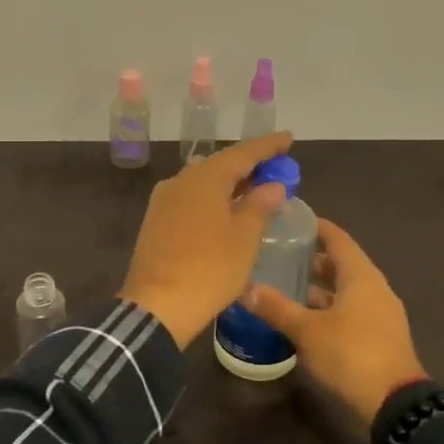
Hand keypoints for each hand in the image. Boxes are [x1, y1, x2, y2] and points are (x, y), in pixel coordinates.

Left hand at [120, 131, 294, 347]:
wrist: (157, 306)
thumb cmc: (209, 269)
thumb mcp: (244, 238)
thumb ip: (260, 206)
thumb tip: (272, 185)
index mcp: (204, 178)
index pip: (242, 153)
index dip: (268, 146)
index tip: (288, 138)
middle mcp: (180, 180)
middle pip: (220, 165)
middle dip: (249, 165)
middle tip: (275, 167)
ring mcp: (164, 201)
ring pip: (203, 182)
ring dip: (230, 183)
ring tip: (254, 189)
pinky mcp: (156, 221)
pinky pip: (191, 199)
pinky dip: (213, 199)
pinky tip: (226, 211)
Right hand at [243, 218, 426, 421]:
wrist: (395, 403)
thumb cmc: (351, 354)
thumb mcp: (307, 330)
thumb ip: (276, 308)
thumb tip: (244, 289)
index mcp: (361, 276)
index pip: (338, 239)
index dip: (317, 227)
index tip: (293, 220)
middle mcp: (374, 288)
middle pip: (342, 264)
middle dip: (313, 259)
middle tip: (281, 254)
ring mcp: (380, 314)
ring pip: (346, 290)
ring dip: (320, 288)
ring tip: (287, 286)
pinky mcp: (379, 337)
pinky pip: (351, 311)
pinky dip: (329, 308)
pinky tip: (305, 319)